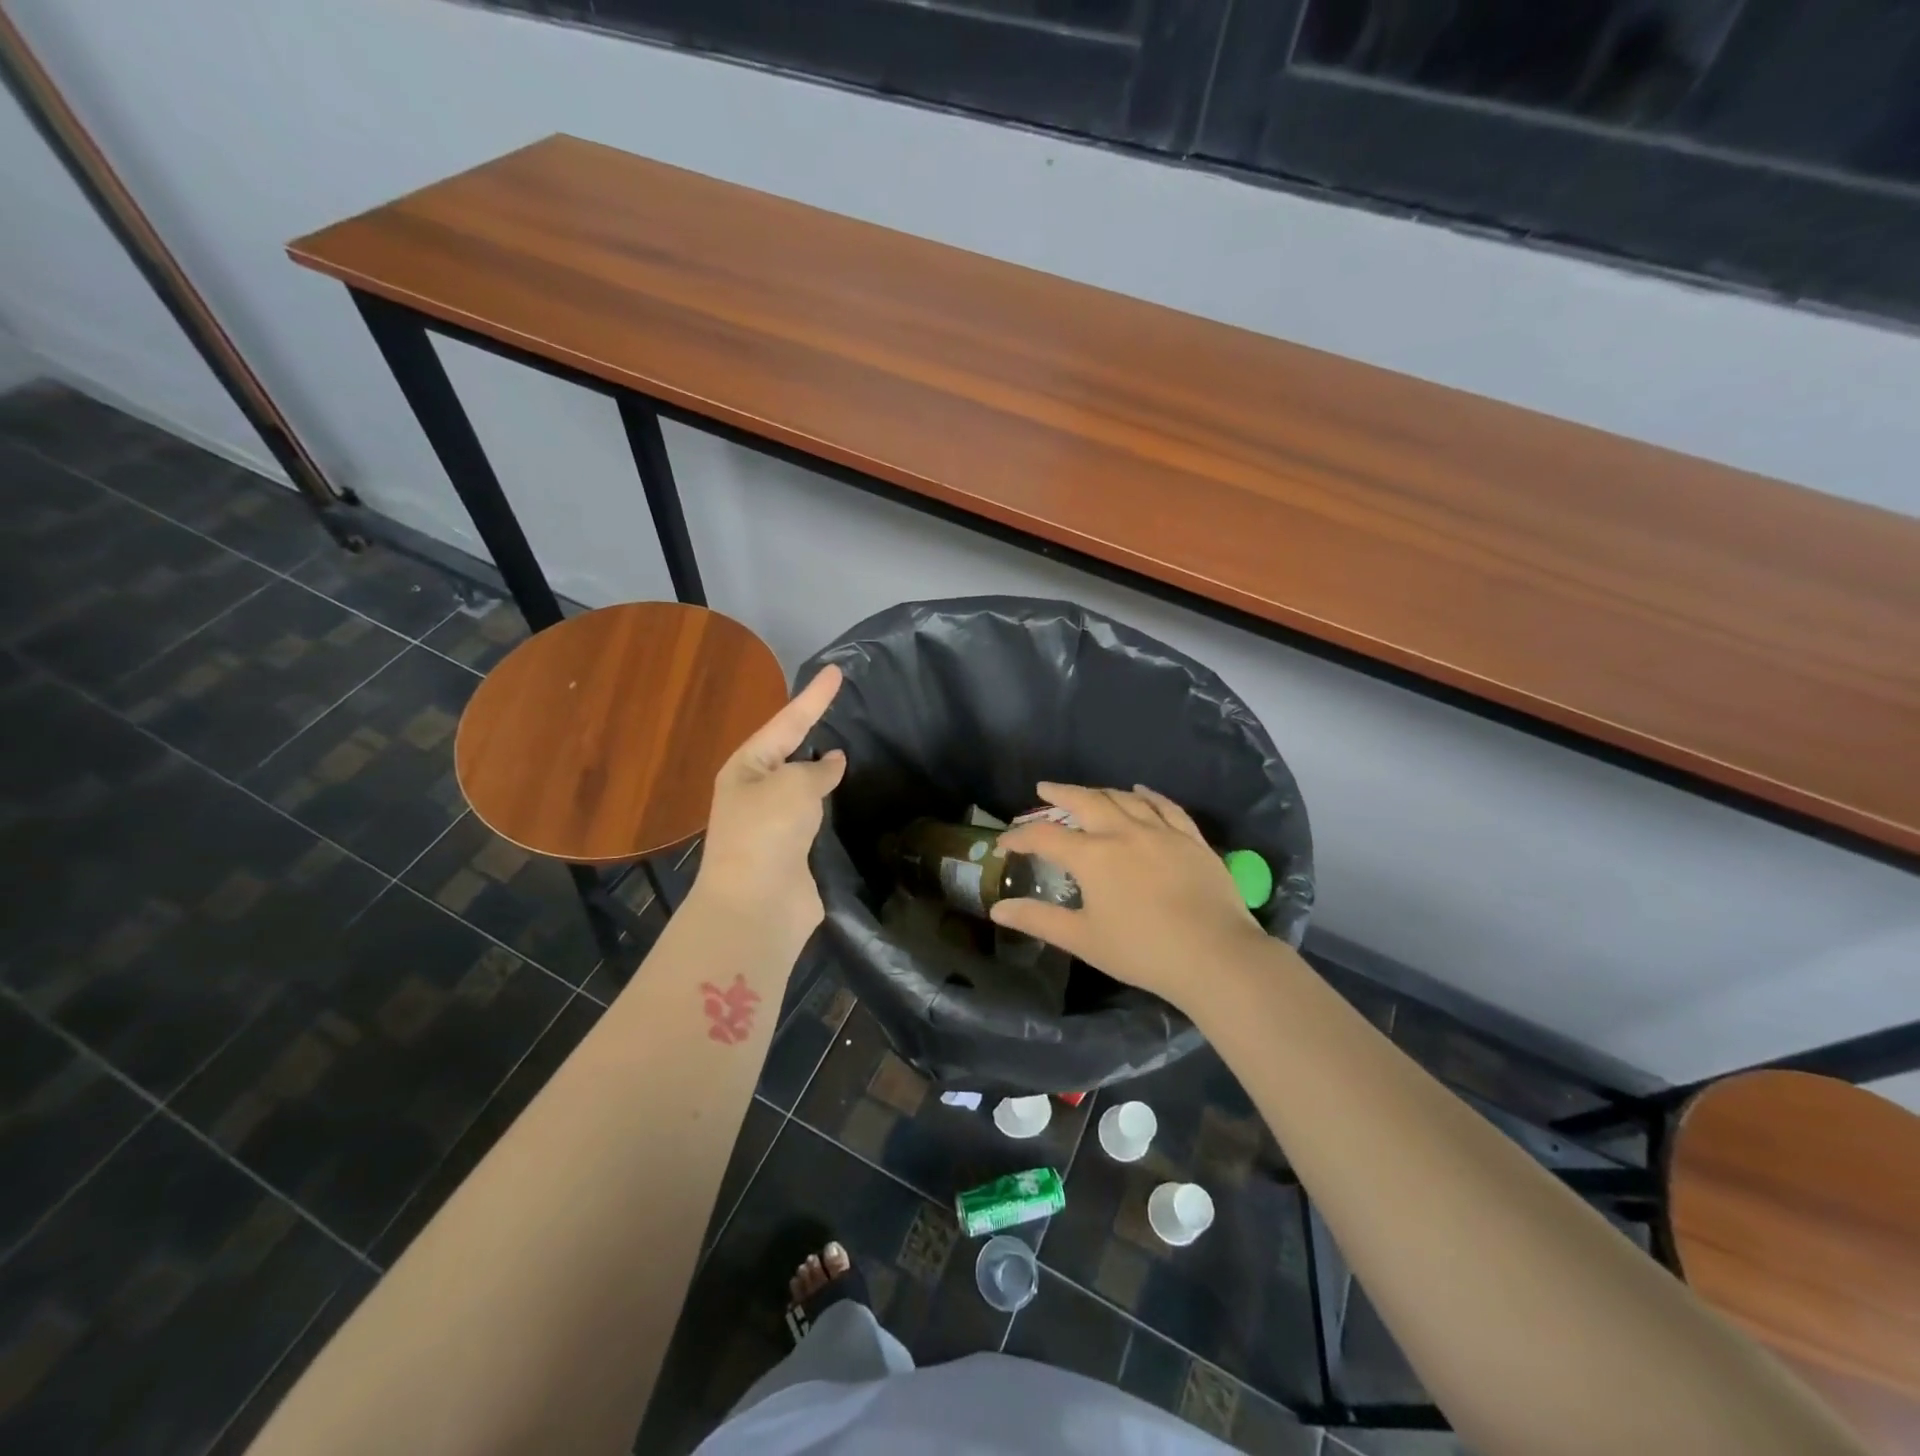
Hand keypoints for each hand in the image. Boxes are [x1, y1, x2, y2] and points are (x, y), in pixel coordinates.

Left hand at [690, 665, 845, 943]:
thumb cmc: (768, 832)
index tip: (836, 671)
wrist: (758, 905)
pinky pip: (817, 818)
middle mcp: (757, 792)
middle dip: (814, 732)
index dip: (814, 697)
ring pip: (805, 788)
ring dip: (824, 773)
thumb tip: (832, 762)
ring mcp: (775, 824)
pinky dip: (833, 807)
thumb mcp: (793, 785)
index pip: (787, 722)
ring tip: (855, 750)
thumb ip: (816, 769)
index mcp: (746, 768)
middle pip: (791, 753)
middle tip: (845, 708)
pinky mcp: (795, 852)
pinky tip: (853, 799)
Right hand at [990, 783, 1268, 1011]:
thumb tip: (997, 910)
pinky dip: (1148, 795)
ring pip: (1124, 799)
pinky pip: (1166, 806)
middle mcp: (1123, 832)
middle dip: (1060, 794)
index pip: (1045, 837)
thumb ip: (1038, 920)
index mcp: (1092, 856)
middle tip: (1044, 789)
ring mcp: (1161, 832)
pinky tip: (1140, 791)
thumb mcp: (1082, 939)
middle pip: (1085, 802)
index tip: (1006, 841)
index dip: (1021, 836)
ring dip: (1100, 792)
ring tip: (1087, 793)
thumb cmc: (1142, 951)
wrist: (1215, 956)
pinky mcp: (1191, 839)